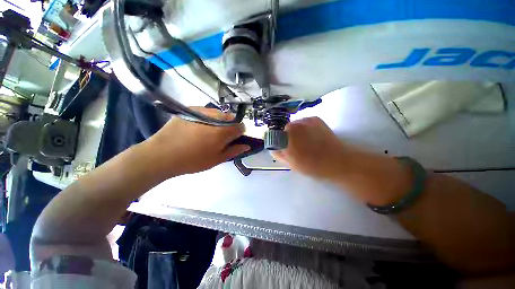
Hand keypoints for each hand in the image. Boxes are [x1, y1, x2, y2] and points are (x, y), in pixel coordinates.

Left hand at [141, 108, 249, 176]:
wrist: (162, 154)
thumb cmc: (193, 160)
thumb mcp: (217, 159)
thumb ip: (234, 151)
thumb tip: (247, 145)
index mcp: (223, 131)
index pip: (241, 127)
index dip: (240, 133)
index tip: (234, 140)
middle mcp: (216, 118)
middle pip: (231, 118)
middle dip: (230, 127)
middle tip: (221, 137)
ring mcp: (203, 111)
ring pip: (220, 113)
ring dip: (220, 121)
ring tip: (209, 132)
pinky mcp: (192, 109)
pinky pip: (207, 111)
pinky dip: (209, 118)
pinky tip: (199, 127)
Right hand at [272, 117, 348, 178]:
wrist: (337, 160)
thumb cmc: (312, 165)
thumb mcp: (292, 164)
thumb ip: (279, 155)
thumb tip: (273, 149)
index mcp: (286, 138)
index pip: (275, 135)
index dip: (277, 140)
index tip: (282, 146)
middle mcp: (294, 126)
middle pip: (285, 129)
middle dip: (287, 136)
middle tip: (295, 145)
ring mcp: (305, 120)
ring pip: (295, 124)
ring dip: (296, 131)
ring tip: (305, 140)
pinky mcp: (315, 119)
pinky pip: (304, 121)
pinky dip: (305, 127)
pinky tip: (311, 135)